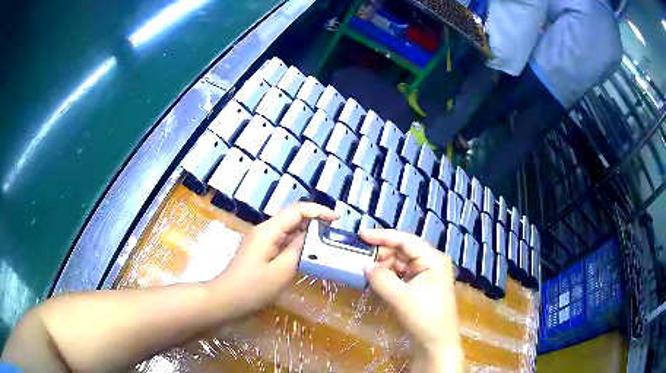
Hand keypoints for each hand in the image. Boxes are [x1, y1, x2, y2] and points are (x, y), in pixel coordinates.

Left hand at [210, 203, 337, 318]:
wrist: (226, 299)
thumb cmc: (253, 288)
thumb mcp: (281, 271)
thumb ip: (298, 250)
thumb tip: (311, 235)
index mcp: (268, 230)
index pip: (296, 210)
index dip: (318, 211)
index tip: (337, 218)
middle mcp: (264, 230)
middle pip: (292, 216)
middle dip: (314, 220)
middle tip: (334, 232)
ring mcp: (260, 239)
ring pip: (287, 228)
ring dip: (306, 232)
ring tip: (325, 241)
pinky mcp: (259, 249)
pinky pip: (281, 240)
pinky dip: (296, 243)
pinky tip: (307, 252)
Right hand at [361, 229, 462, 370]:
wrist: (437, 343)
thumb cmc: (424, 317)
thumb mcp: (400, 297)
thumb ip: (381, 278)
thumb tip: (365, 265)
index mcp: (433, 259)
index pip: (406, 240)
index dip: (383, 236)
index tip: (361, 235)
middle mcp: (431, 262)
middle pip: (403, 250)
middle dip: (382, 253)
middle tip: (360, 258)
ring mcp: (427, 275)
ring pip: (401, 262)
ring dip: (384, 265)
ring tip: (366, 271)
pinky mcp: (421, 287)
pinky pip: (402, 275)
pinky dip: (389, 276)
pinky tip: (376, 280)